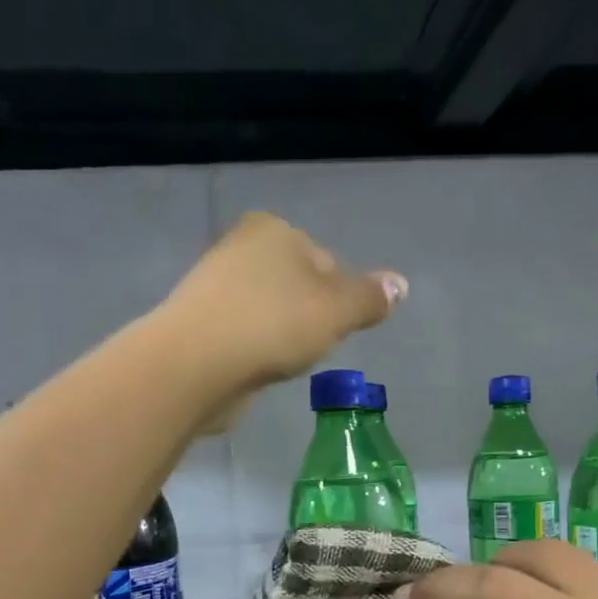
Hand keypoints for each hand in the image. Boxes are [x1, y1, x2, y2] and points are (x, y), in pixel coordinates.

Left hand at [158, 213, 405, 416]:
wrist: (196, 364)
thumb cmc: (274, 324)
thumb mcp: (337, 310)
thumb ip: (370, 298)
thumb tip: (401, 284)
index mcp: (273, 229)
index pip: (325, 260)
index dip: (340, 297)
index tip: (336, 328)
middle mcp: (240, 248)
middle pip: (295, 285)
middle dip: (308, 316)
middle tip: (310, 347)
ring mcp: (213, 287)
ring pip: (268, 311)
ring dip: (281, 335)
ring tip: (282, 361)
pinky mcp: (197, 325)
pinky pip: (243, 335)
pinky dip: (255, 350)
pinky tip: (256, 369)